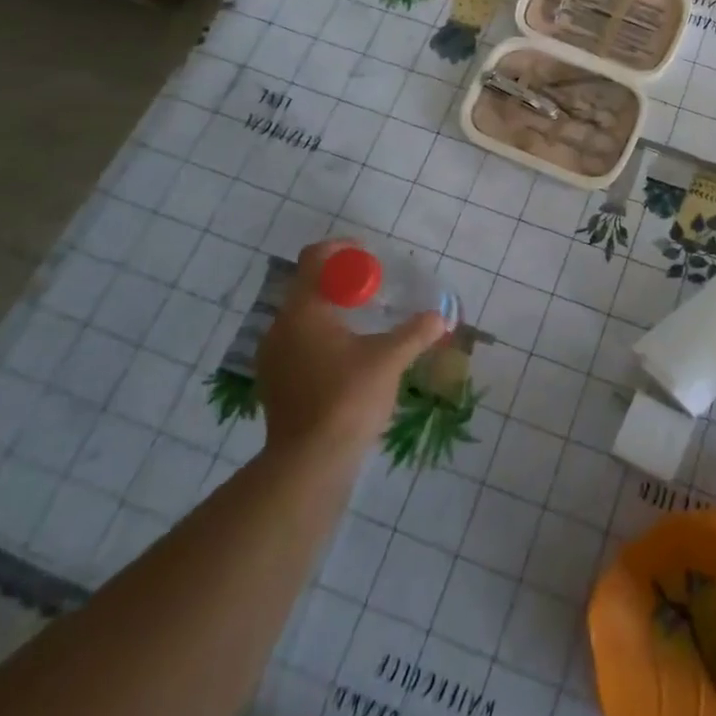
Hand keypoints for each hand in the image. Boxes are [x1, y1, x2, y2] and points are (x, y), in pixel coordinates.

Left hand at [255, 240, 446, 456]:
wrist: (309, 464)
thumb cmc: (348, 398)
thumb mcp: (390, 359)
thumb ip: (416, 333)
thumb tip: (442, 316)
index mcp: (303, 311)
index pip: (315, 259)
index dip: (342, 250)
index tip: (368, 257)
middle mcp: (281, 328)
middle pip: (309, 287)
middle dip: (342, 283)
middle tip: (374, 291)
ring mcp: (273, 358)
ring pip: (303, 318)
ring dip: (332, 312)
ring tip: (365, 323)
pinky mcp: (275, 384)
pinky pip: (299, 343)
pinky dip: (322, 337)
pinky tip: (349, 356)